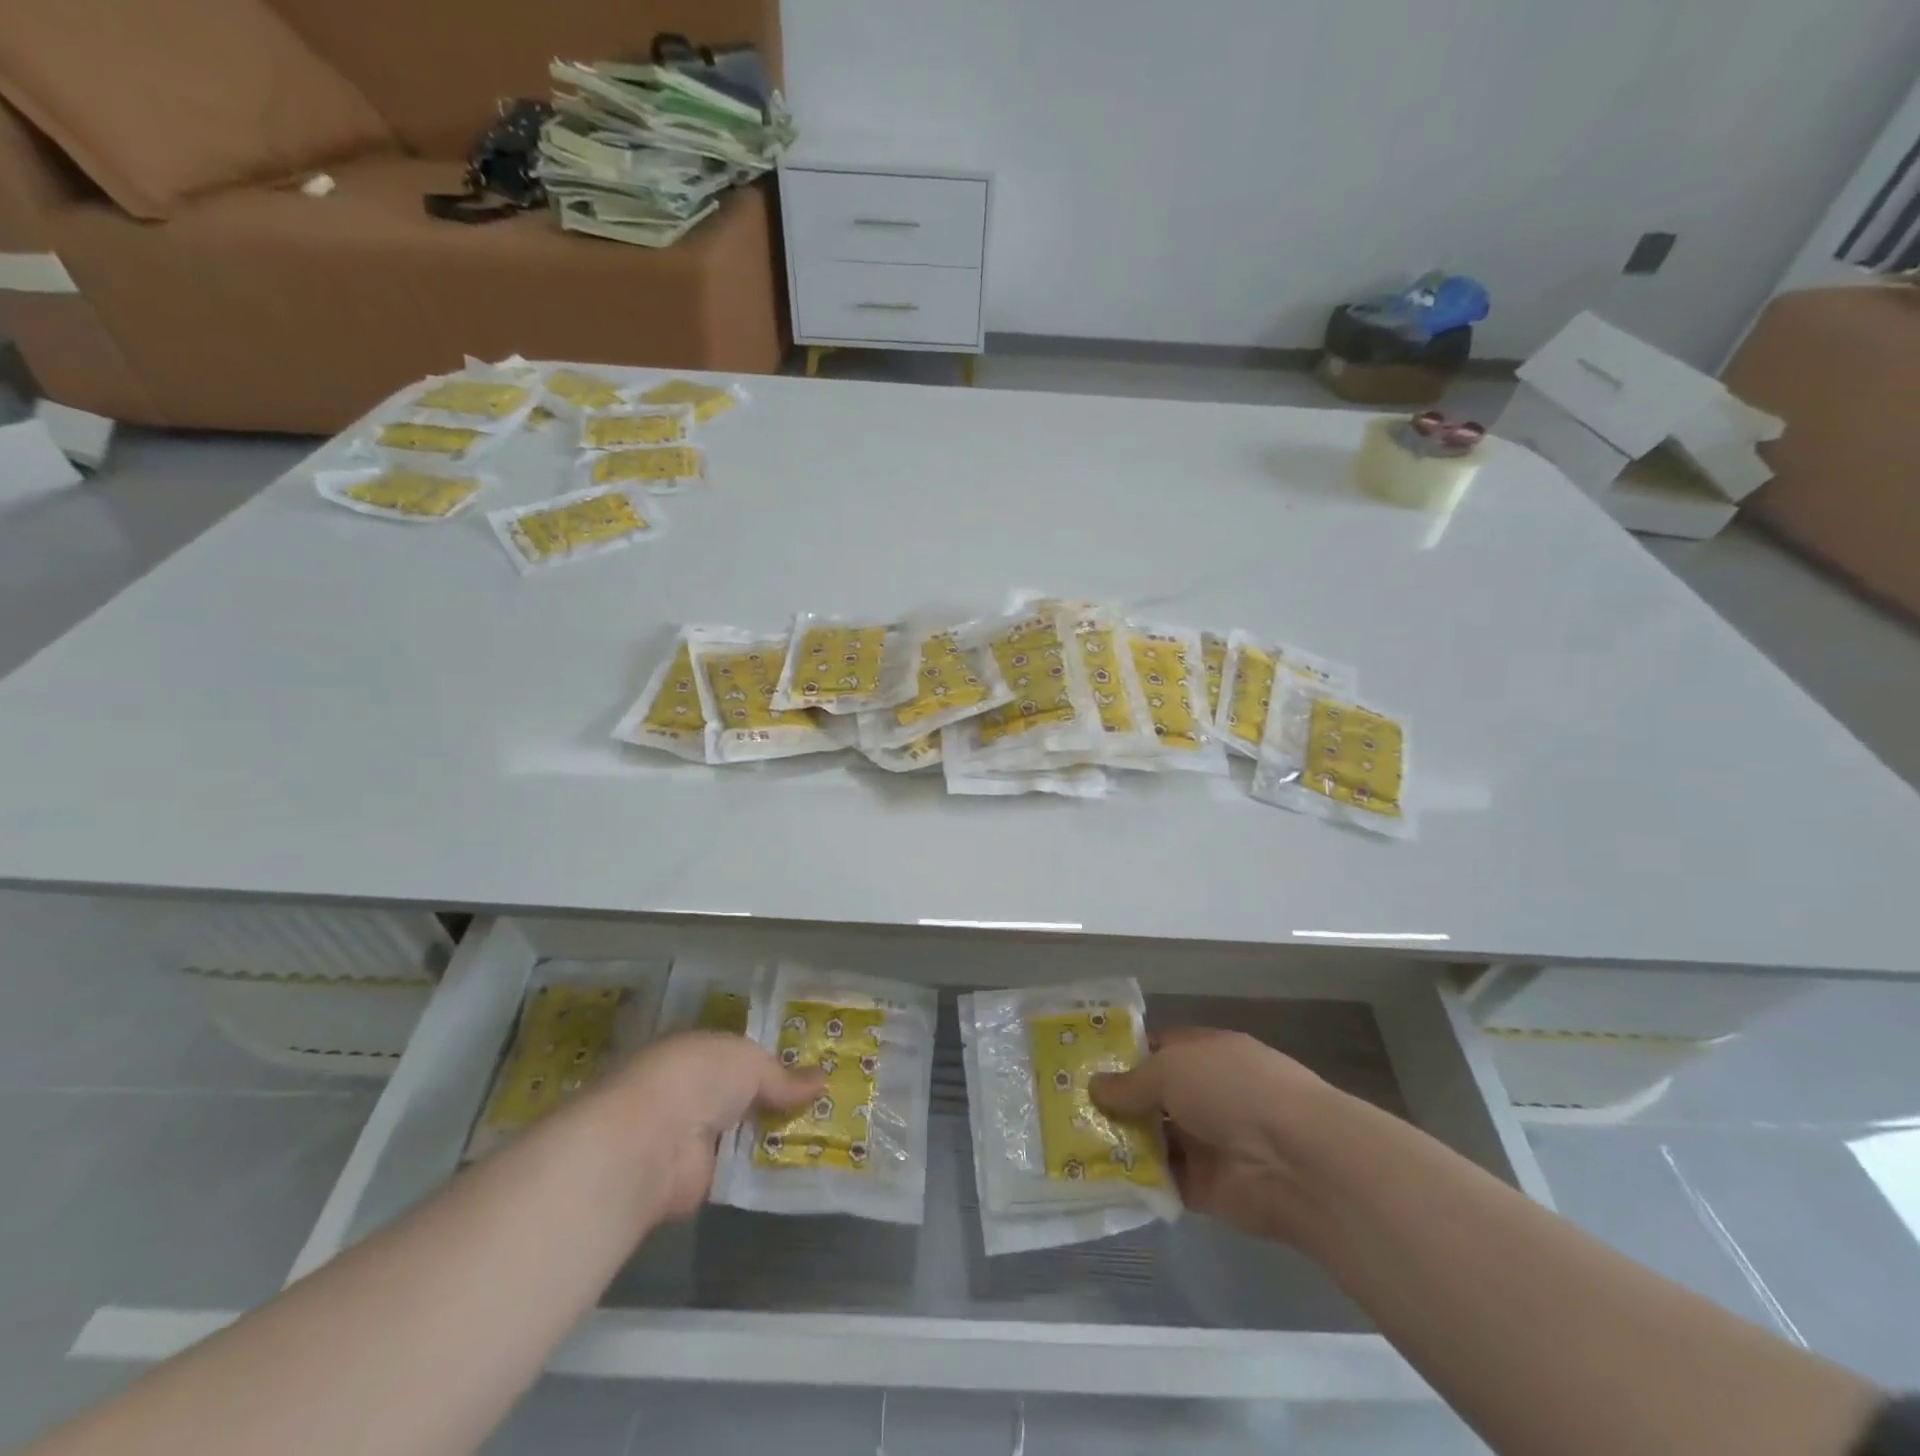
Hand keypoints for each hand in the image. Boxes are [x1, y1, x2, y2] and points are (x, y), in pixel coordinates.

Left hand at [592, 1032, 823, 1223]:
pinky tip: (805, 1164)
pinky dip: (767, 1168)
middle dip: (778, 1098)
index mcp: (697, 1053)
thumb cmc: (699, 1078)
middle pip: (743, 1095)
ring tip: (828, 1132)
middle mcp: (693, 1092)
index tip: (811, 1067)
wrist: (653, 1142)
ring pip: (745, 1132)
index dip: (773, 1061)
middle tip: (828, 1102)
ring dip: (776, 1134)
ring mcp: (694, 1137)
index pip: (738, 1055)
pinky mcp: (699, 1179)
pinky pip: (742, 1168)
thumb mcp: (750, 1063)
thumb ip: (783, 1076)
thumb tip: (822, 1079)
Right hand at [1091, 1028, 1331, 1244]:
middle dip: (1115, 1103)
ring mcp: (1208, 1142)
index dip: (1123, 1056)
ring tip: (1072, 1144)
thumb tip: (1095, 1087)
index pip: (1157, 1049)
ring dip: (1122, 1143)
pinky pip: (1164, 1181)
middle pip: (1153, 1097)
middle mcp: (1207, 1094)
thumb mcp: (1171, 1069)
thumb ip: (1131, 1082)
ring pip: (1155, 1139)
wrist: (1296, 1160)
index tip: (1082, 1065)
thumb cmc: (1232, 1090)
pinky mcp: (1208, 1188)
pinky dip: (1138, 1181)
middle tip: (1066, 1108)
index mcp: (1205, 1053)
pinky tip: (1098, 1178)